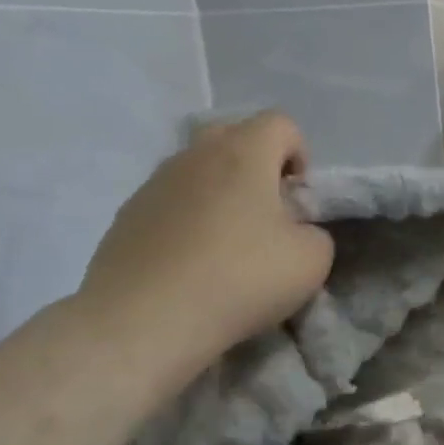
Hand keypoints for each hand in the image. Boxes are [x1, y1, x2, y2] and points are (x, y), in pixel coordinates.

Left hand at [76, 112, 333, 383]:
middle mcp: (195, 155)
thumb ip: (316, 233)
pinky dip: (188, 219)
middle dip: (257, 165)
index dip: (300, 155)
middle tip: (267, 214)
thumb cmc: (240, 279)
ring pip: (198, 169)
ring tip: (227, 244)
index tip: (298, 200)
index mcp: (244, 153)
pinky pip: (170, 201)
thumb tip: (295, 232)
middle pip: (234, 136)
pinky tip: (192, 264)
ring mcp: (154, 183)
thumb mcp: (312, 260)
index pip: (281, 123)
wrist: (144, 320)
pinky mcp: (127, 215)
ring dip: (220, 192)